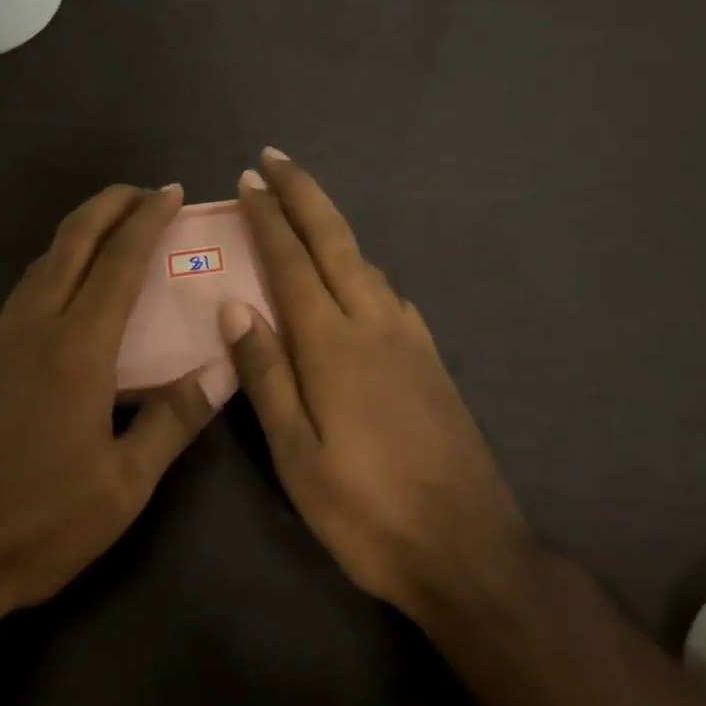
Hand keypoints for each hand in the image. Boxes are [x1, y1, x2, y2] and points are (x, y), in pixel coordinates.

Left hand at [0, 184, 226, 625]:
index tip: (170, 192)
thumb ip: (172, 422)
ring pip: (41, 264)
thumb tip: (222, 371)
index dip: (147, 220)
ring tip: (112, 234)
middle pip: (71, 242)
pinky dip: (55, 269)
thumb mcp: (122, 487)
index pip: (119, 263)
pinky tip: (68, 296)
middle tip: (142, 192)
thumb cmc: (37, 524)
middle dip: (107, 205)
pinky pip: (23, 294)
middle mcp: (33, 328)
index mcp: (76, 350)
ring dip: (79, 234)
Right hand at [227, 151, 536, 624]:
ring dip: (330, 225)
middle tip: (275, 157)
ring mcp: (408, 337)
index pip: (290, 262)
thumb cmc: (367, 510)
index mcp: (332, 344)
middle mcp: (373, 323)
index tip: (249, 179)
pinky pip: (387, 291)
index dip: (268, 217)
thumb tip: (235, 305)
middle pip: (334, 240)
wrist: (469, 548)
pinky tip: (355, 276)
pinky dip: (360, 265)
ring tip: (303, 209)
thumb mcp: (297, 456)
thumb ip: (266, 375)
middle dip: (303, 193)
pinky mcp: (429, 357)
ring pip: (363, 261)